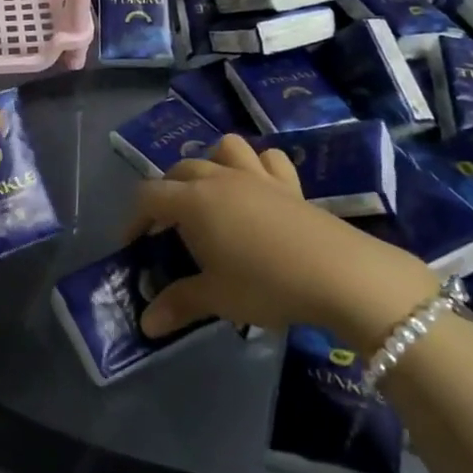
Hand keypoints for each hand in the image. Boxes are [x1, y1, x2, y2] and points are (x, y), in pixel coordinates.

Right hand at [132, 135, 441, 348]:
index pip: (148, 196)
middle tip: (169, 229)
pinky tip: (257, 188)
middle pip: (180, 170)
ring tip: (211, 195)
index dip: (134, 219)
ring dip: (210, 163)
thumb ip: (178, 304)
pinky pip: (268, 158)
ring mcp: (256, 176)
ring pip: (223, 148)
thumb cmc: (265, 284)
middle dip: (166, 194)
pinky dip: (257, 165)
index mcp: (193, 202)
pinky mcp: (289, 183)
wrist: (338, 274)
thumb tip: (146, 324)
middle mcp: (219, 178)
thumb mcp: (216, 298)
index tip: (135, 246)